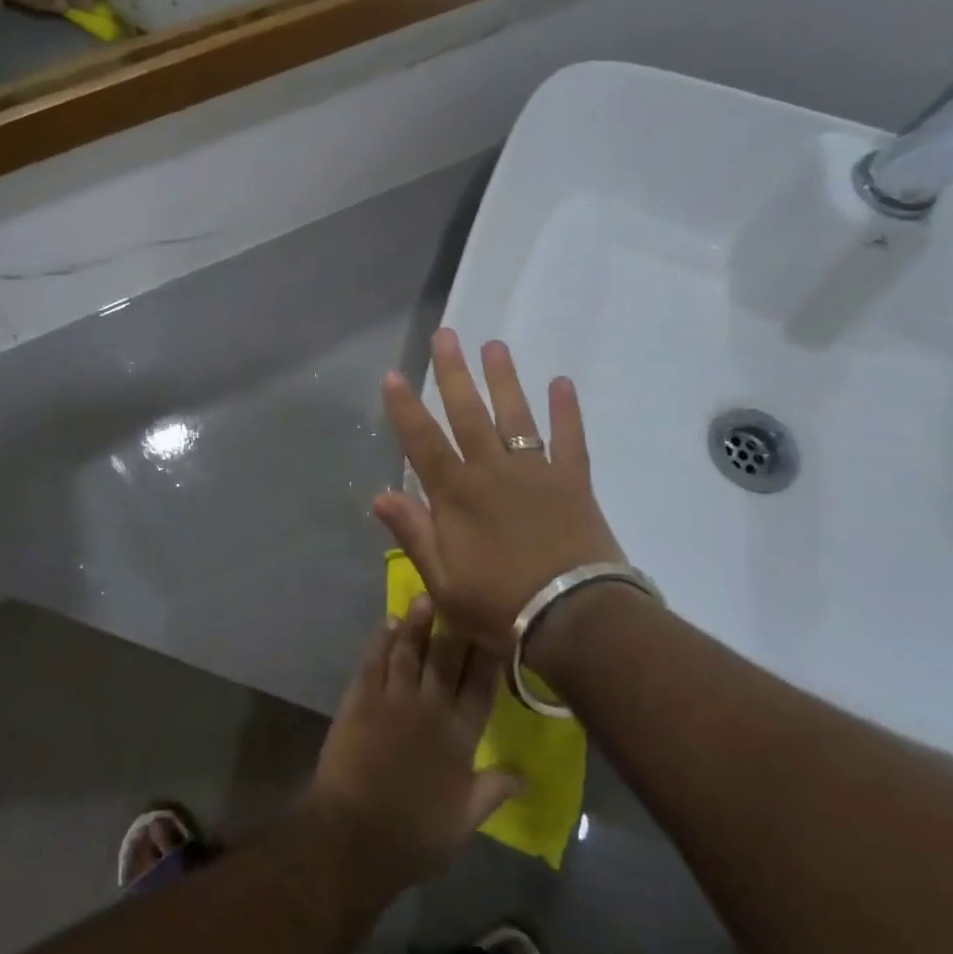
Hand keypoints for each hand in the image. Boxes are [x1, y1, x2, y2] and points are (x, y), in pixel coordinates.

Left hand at [304, 598, 519, 889]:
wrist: (354, 836)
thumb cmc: (414, 836)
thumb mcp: (464, 821)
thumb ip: (493, 791)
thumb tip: (526, 776)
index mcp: (461, 737)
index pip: (481, 686)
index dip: (490, 655)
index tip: (497, 628)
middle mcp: (431, 708)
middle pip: (447, 658)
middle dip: (455, 627)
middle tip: (460, 597)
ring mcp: (394, 699)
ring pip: (410, 651)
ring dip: (417, 623)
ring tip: (424, 598)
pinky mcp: (360, 698)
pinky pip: (374, 660)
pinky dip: (381, 639)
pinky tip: (387, 622)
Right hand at [374, 330, 629, 652]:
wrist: (573, 619)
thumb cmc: (499, 605)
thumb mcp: (442, 581)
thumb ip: (412, 533)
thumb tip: (379, 493)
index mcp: (457, 495)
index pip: (423, 442)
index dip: (405, 408)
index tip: (393, 374)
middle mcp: (492, 471)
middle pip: (468, 414)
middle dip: (453, 373)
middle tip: (445, 335)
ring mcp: (535, 472)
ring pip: (514, 416)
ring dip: (504, 380)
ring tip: (495, 345)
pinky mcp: (572, 482)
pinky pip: (570, 439)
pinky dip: (567, 411)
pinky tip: (562, 382)